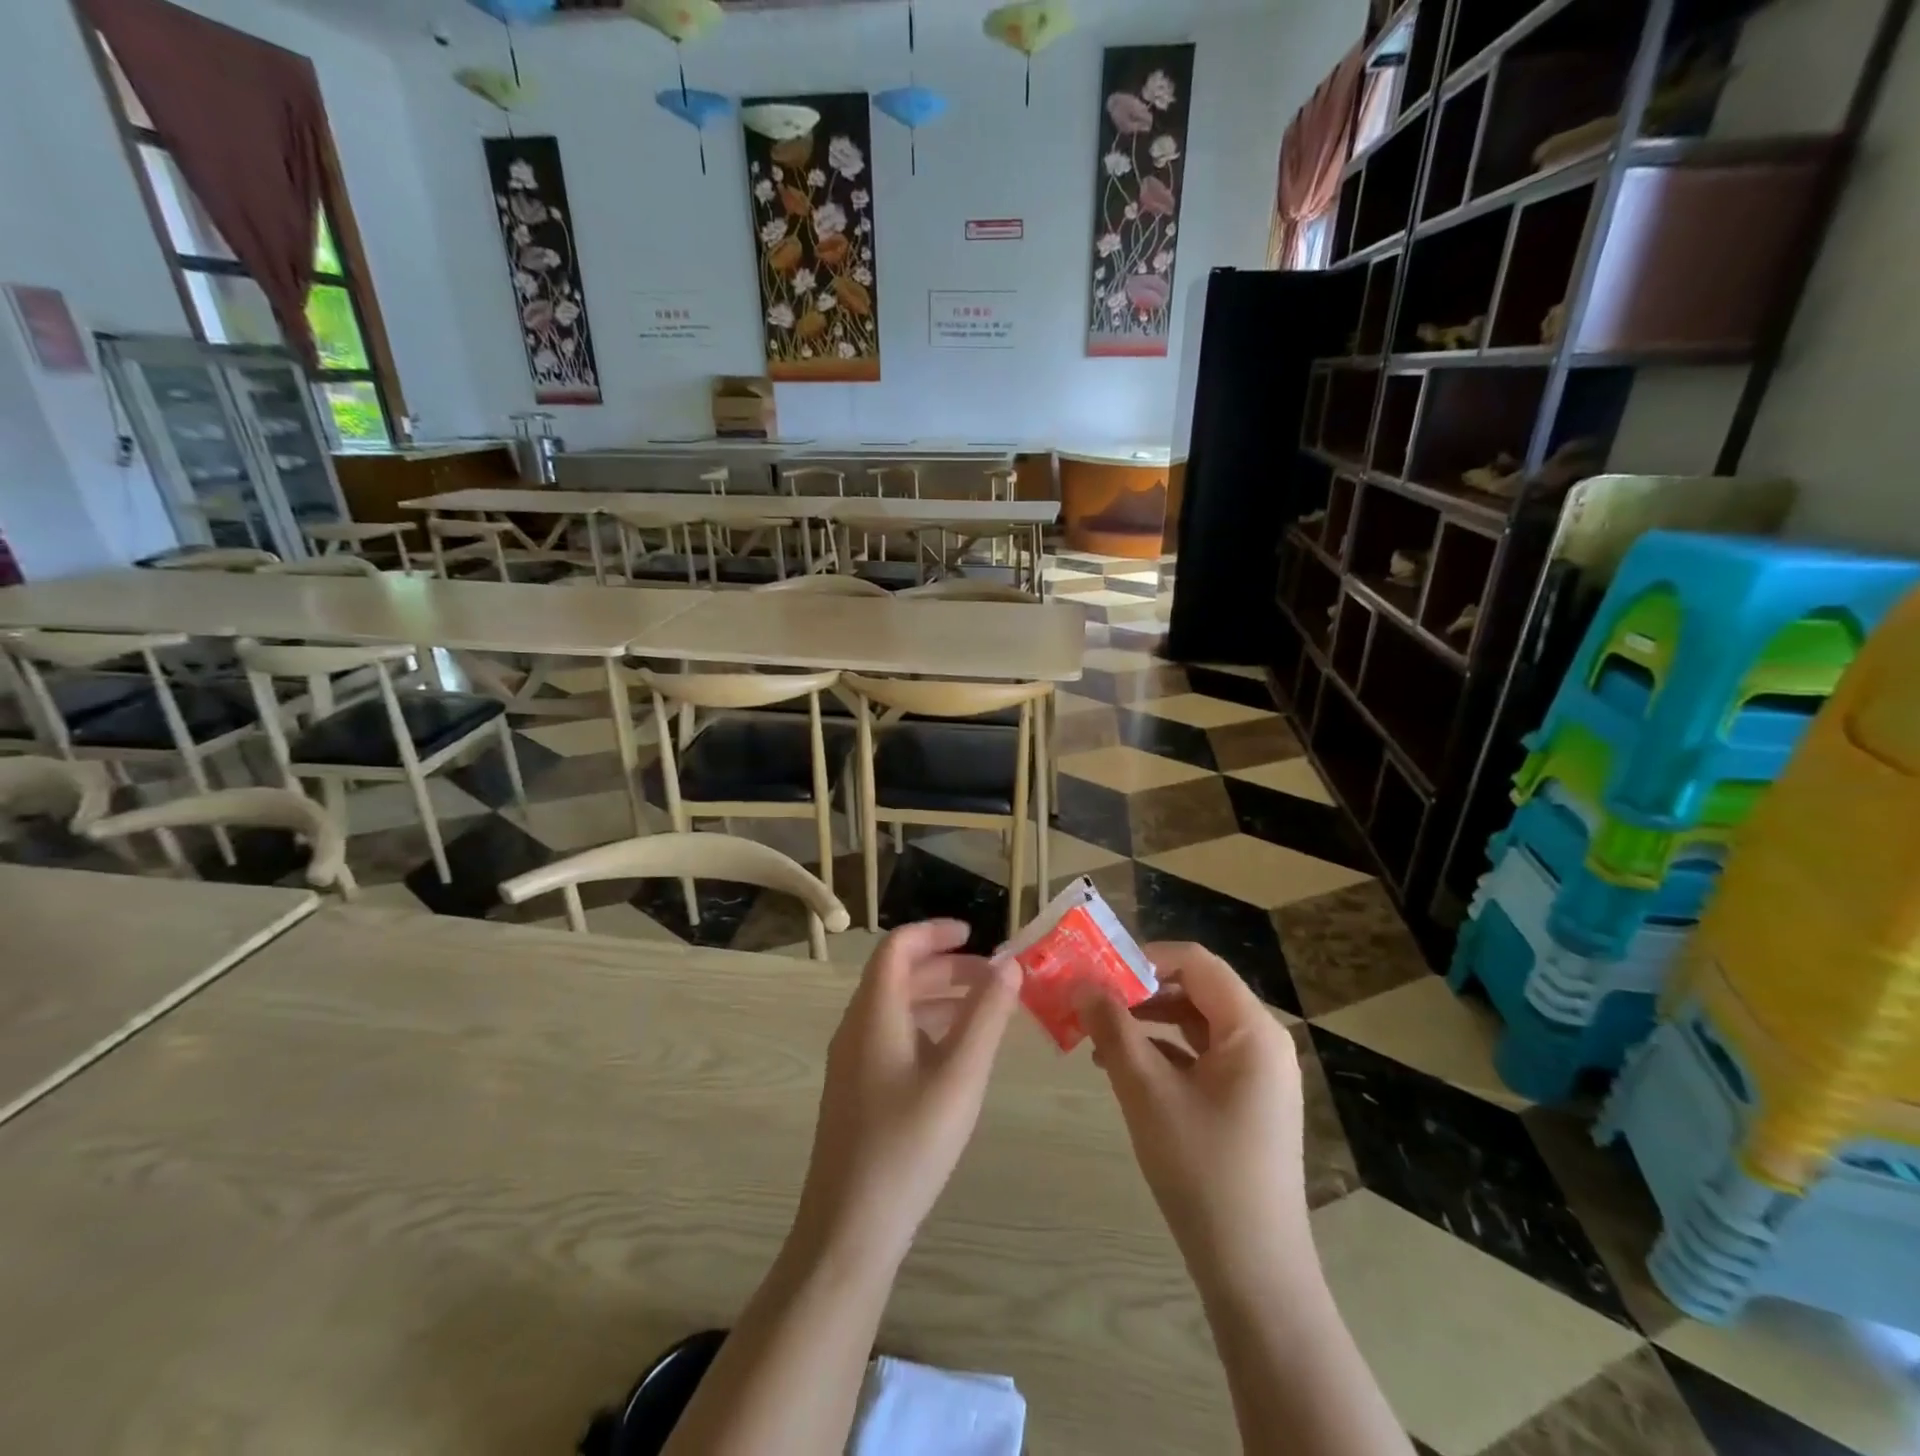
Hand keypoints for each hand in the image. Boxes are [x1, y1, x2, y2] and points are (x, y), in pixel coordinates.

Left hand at [793, 919, 1021, 1268]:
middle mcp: (857, 1027)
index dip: (935, 932)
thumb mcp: (960, 1077)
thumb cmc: (909, 1146)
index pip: (898, 948)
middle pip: (898, 975)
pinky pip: (892, 1036)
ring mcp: (852, 1061)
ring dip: (939, 997)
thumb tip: (1009, 965)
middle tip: (994, 976)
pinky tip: (957, 1053)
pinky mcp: (857, 1090)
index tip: (976, 934)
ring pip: (896, 1007)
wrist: (849, 1230)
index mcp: (874, 1013)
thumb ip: (987, 1017)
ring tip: (985, 1009)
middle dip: (947, 967)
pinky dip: (927, 1027)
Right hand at [1076, 942, 1308, 1273]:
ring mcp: (1257, 1074)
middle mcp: (1262, 1041)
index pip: (1195, 962)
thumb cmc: (1202, 1170)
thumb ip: (1112, 1029)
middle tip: (1089, 999)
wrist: (1254, 1272)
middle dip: (1139, 990)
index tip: (1097, 971)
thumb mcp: (1147, 1092)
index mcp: (1252, 1029)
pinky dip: (1162, 1052)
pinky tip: (1121, 1068)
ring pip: (1194, 1023)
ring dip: (1146, 1021)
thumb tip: (1081, 982)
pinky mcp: (1245, 1101)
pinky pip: (1200, 1056)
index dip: (1144, 957)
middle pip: (1196, 989)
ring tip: (1096, 1033)